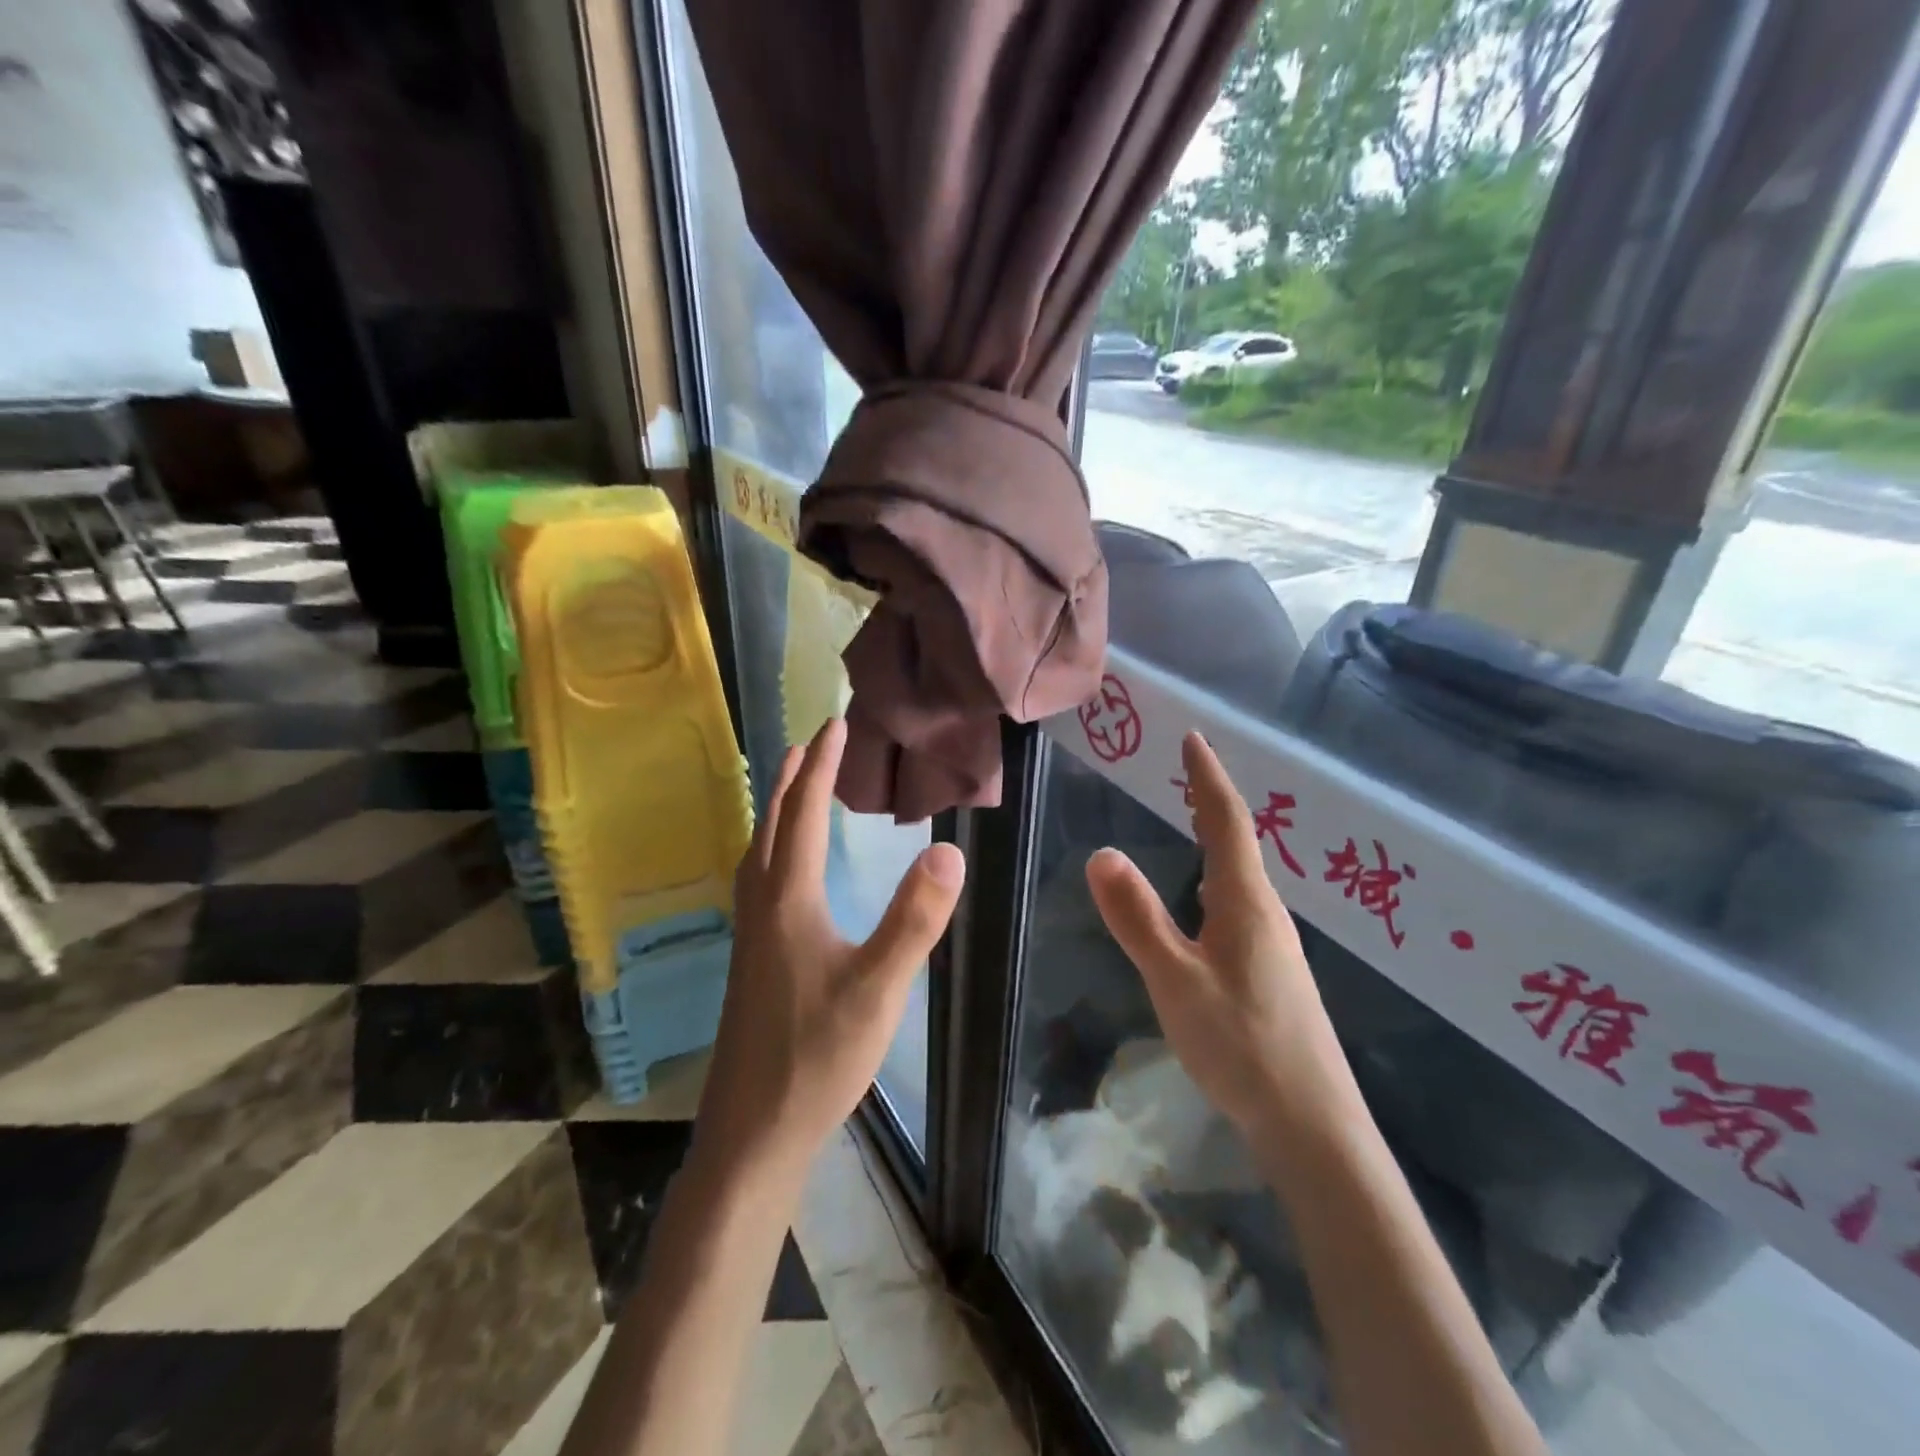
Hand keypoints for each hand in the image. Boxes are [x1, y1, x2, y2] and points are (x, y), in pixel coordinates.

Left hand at [693, 718, 964, 1182]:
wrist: (753, 1133)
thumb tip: (948, 849)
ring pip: (759, 854)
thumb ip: (914, 919)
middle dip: (794, 778)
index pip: (804, 815)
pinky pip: (759, 881)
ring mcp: (750, 937)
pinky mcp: (751, 962)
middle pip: (772, 825)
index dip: (822, 767)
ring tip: (797, 789)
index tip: (836, 725)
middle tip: (813, 742)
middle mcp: (761, 907)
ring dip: (778, 812)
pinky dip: (773, 850)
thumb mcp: (878, 987)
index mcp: (788, 901)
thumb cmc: (817, 1057)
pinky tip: (787, 872)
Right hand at [1086, 731, 1357, 1138]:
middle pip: (1238, 841)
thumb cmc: (1242, 1044)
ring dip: (1217, 838)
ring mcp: (1273, 945)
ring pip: (1240, 876)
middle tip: (1186, 770)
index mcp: (1245, 902)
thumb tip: (1102, 853)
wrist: (1313, 1124)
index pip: (1226, 821)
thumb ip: (1138, 918)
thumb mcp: (1176, 979)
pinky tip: (1204, 901)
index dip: (1207, 777)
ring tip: (1191, 821)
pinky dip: (1216, 877)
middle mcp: (1266, 913)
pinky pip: (1239, 904)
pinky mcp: (1271, 973)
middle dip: (1211, 800)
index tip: (1194, 738)